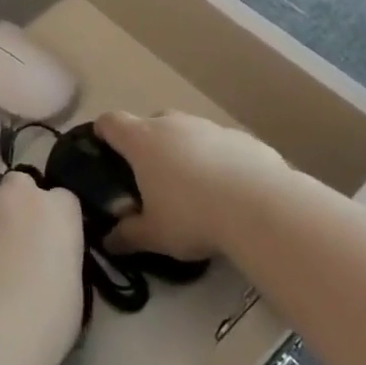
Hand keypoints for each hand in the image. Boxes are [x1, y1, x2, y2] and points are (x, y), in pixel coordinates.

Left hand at [0, 171, 84, 350]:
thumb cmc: (46, 317)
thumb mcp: (71, 285)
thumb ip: (58, 256)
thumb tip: (43, 259)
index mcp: (57, 210)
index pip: (62, 199)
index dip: (55, 218)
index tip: (51, 241)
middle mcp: (18, 195)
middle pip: (18, 184)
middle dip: (16, 202)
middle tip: (15, 238)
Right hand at [95, 112, 293, 261]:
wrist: (261, 207)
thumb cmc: (193, 216)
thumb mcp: (155, 235)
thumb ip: (128, 235)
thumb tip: (109, 242)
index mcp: (142, 140)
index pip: (110, 122)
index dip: (104, 133)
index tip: (104, 150)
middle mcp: (173, 124)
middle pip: (150, 122)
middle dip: (148, 144)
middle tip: (153, 178)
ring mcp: (209, 127)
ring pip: (188, 132)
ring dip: (186, 151)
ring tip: (196, 189)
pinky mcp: (242, 138)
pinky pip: (221, 145)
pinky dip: (219, 160)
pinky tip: (231, 191)